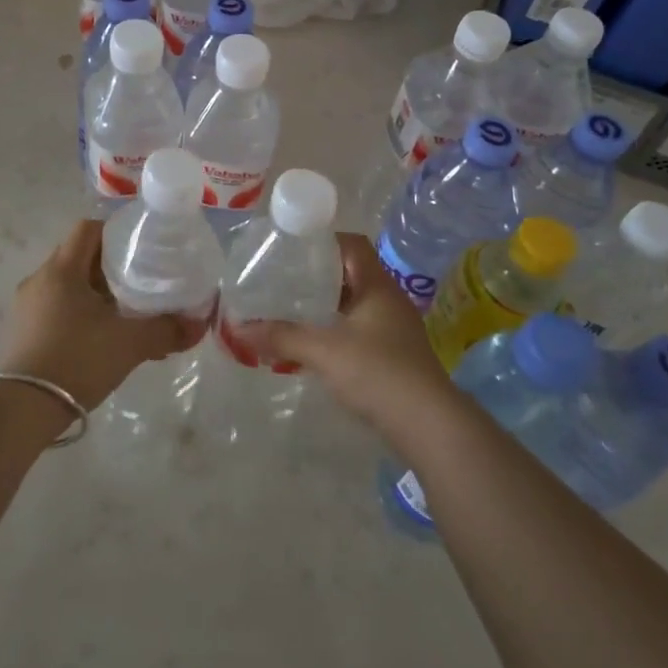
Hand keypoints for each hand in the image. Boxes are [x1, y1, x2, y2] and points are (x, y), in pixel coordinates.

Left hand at [0, 219, 202, 411]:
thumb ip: (166, 330)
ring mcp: (26, 308)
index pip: (87, 229)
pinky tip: (99, 341)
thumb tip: (199, 324)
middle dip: (110, 268)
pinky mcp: (21, 334)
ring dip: (95, 294)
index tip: (141, 249)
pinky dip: (79, 315)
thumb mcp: (129, 343)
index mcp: (62, 269)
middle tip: (140, 283)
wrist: (21, 411)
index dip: (115, 233)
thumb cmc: (76, 360)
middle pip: (78, 257)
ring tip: (124, 315)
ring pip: (67, 286)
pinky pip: (55, 310)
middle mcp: (39, 280)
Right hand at [244, 233, 463, 443]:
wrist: (428, 426)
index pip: (353, 244)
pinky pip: (357, 330)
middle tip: (282, 280)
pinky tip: (312, 345)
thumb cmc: (378, 373)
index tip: (291, 249)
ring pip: (353, 304)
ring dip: (324, 306)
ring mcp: (393, 329)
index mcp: (377, 285)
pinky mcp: (393, 355)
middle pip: (350, 273)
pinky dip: (334, 330)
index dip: (323, 241)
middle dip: (316, 276)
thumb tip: (238, 328)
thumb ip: (281, 337)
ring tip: (290, 310)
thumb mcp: (324, 351)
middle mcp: (388, 300)